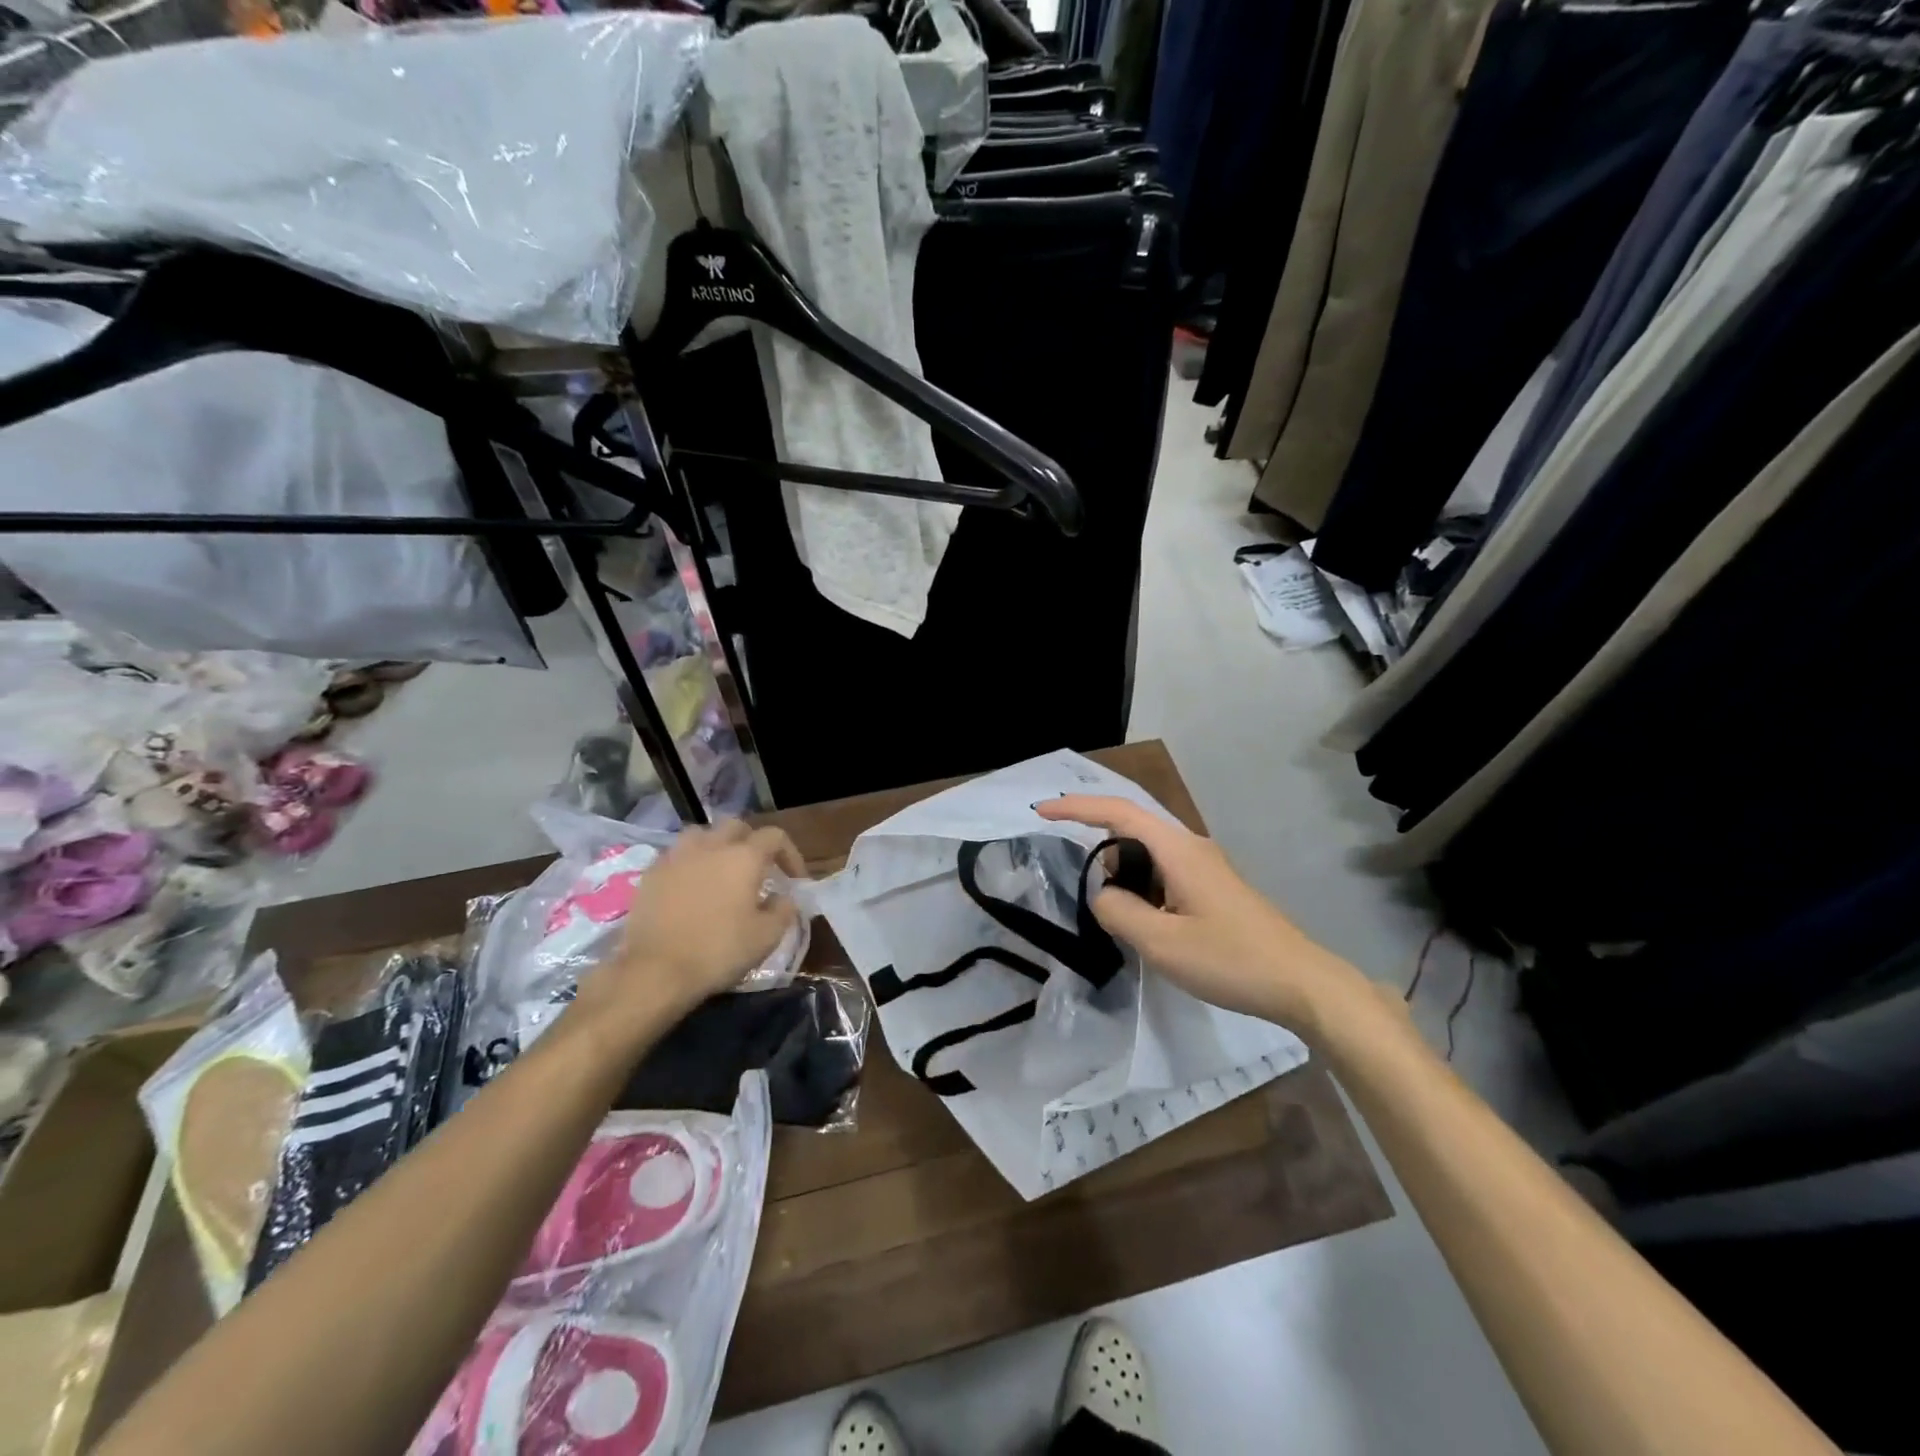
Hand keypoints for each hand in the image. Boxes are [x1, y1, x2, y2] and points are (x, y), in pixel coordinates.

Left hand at [574, 821, 805, 1040]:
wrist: (654, 971)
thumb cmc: (718, 951)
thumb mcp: (766, 937)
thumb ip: (783, 910)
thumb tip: (784, 898)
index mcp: (744, 857)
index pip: (775, 837)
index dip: (790, 854)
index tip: (795, 879)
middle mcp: (711, 846)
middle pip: (736, 826)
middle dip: (752, 842)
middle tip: (758, 868)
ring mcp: (677, 856)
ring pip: (702, 834)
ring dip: (717, 846)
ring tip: (721, 870)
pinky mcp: (651, 873)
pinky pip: (677, 855)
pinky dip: (690, 863)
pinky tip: (691, 886)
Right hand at [1036, 796, 1376, 1039]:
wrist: (1302, 983)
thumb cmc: (1230, 959)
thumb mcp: (1160, 942)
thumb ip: (1117, 911)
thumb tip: (1101, 894)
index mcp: (1177, 850)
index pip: (1118, 812)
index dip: (1076, 807)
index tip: (1041, 811)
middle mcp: (1191, 847)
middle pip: (1132, 829)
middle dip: (1098, 844)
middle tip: (1078, 879)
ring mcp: (1206, 867)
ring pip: (1148, 854)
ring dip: (1121, 871)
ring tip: (1111, 908)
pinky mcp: (1213, 888)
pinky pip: (1164, 873)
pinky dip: (1141, 885)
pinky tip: (1141, 918)